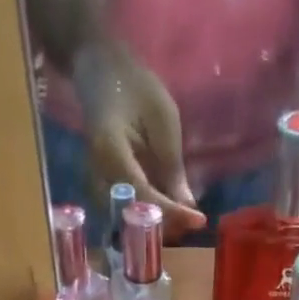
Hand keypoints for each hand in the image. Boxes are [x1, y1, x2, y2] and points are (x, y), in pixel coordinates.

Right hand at [73, 41, 207, 237]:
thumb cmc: (135, 87)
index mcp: (110, 152)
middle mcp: (99, 177)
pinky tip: (171, 214)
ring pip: (132, 223)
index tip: (199, 220)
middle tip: (194, 222)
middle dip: (167, 225)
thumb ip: (172, 165)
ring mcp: (98, 187)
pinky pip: (129, 215)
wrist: (103, 74)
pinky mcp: (104, 193)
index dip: (173, 213)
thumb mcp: (162, 119)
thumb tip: (187, 206)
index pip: (144, 196)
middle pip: (136, 218)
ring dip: (160, 225)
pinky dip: (151, 218)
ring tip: (186, 220)